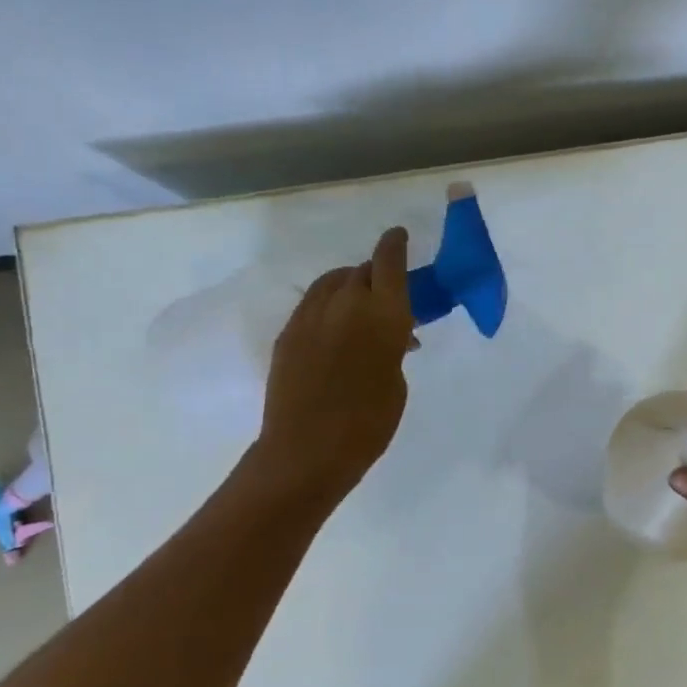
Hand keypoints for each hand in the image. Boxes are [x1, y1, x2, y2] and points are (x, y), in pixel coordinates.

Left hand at [252, 226, 416, 506]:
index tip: (398, 235)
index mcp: (383, 314)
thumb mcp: (396, 381)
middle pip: (360, 270)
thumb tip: (391, 337)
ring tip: (357, 305)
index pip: (388, 262)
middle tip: (385, 293)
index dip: (394, 244)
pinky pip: (312, 304)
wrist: (307, 451)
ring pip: (332, 282)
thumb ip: (394, 348)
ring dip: (348, 285)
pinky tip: (334, 328)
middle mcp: (346, 304)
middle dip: (375, 274)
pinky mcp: (288, 333)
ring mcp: (311, 317)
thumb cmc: (369, 423)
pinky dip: (327, 305)